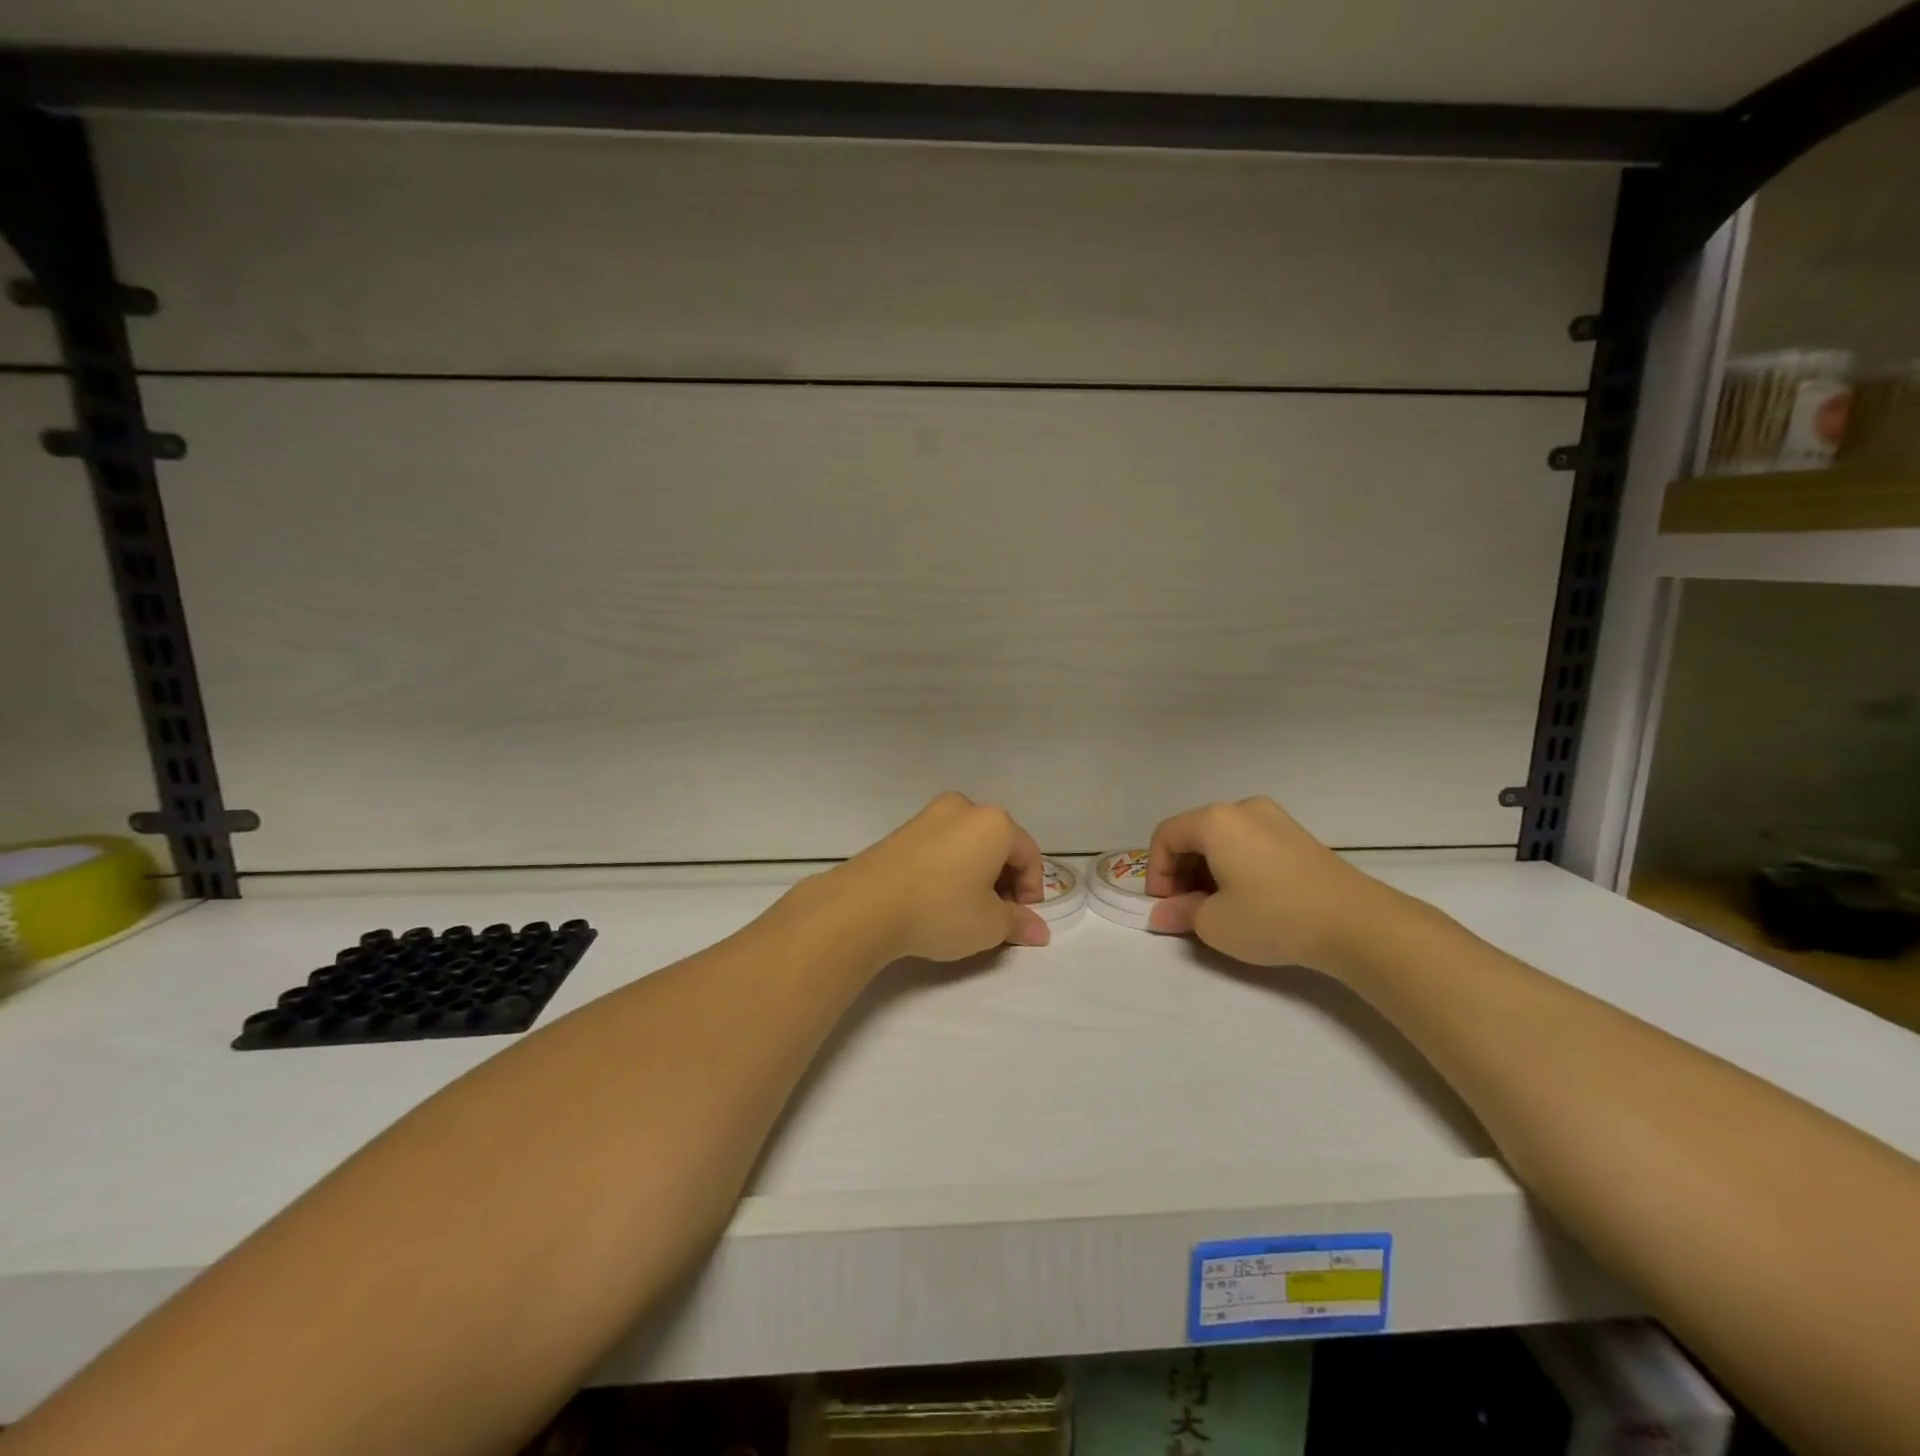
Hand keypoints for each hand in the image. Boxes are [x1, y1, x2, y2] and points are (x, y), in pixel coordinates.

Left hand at [818, 793, 1050, 962]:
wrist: (864, 905)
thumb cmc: (940, 909)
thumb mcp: (989, 925)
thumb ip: (1019, 923)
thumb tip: (1039, 930)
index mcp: (994, 822)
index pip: (1028, 855)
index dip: (1032, 891)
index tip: (1021, 921)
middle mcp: (963, 808)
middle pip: (999, 845)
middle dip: (1004, 881)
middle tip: (998, 917)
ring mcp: (929, 816)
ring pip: (968, 844)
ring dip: (977, 874)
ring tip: (967, 910)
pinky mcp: (902, 831)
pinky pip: (941, 847)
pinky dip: (950, 869)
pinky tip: (938, 899)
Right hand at [1145, 797, 1403, 972]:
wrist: (1357, 923)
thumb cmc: (1274, 917)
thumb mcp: (1215, 924)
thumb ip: (1181, 913)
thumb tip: (1163, 914)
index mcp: (1215, 821)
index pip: (1166, 836)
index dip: (1156, 871)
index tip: (1165, 906)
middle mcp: (1242, 809)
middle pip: (1194, 834)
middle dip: (1181, 871)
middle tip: (1187, 908)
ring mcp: (1275, 819)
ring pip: (1223, 839)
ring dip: (1208, 869)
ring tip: (1217, 907)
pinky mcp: (1298, 836)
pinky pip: (1250, 843)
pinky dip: (1235, 865)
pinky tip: (1247, 898)